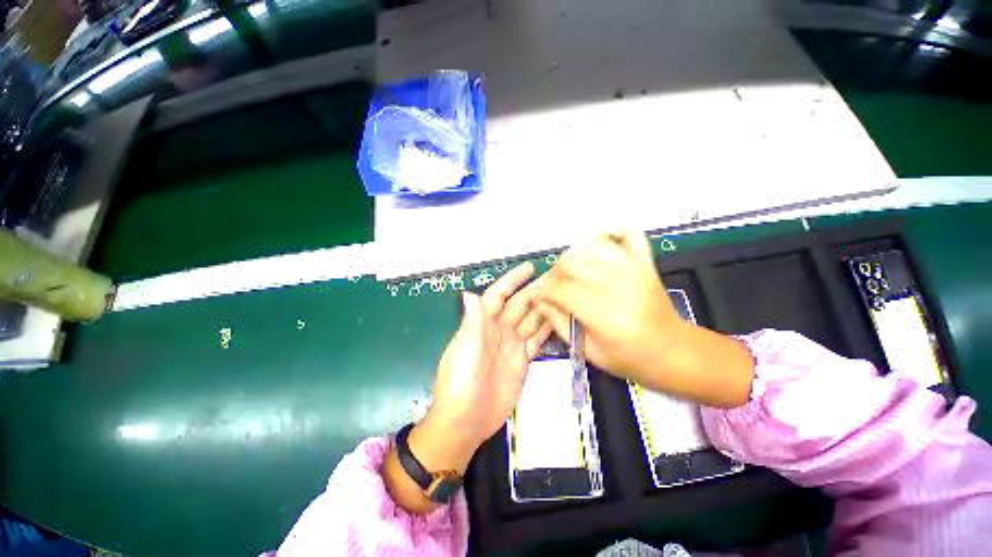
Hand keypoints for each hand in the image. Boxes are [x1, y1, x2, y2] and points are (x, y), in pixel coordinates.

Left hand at [409, 262, 552, 474]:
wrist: (467, 422)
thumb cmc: (461, 384)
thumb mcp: (465, 351)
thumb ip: (472, 323)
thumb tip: (470, 292)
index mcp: (482, 324)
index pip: (499, 295)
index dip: (512, 280)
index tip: (530, 268)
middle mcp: (498, 330)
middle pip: (519, 305)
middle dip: (535, 291)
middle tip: (557, 280)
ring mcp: (512, 345)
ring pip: (531, 320)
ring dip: (544, 308)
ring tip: (564, 296)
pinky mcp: (523, 360)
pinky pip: (537, 340)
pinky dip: (547, 330)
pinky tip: (561, 321)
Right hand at [537, 230, 679, 379]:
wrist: (673, 351)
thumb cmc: (629, 358)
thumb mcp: (588, 351)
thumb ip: (559, 323)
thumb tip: (540, 300)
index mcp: (605, 315)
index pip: (560, 289)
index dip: (545, 292)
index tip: (543, 298)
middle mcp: (618, 286)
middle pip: (570, 262)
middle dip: (555, 274)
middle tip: (557, 287)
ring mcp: (635, 269)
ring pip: (590, 246)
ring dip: (575, 256)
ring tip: (574, 273)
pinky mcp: (646, 262)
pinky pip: (628, 233)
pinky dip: (610, 231)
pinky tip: (597, 244)